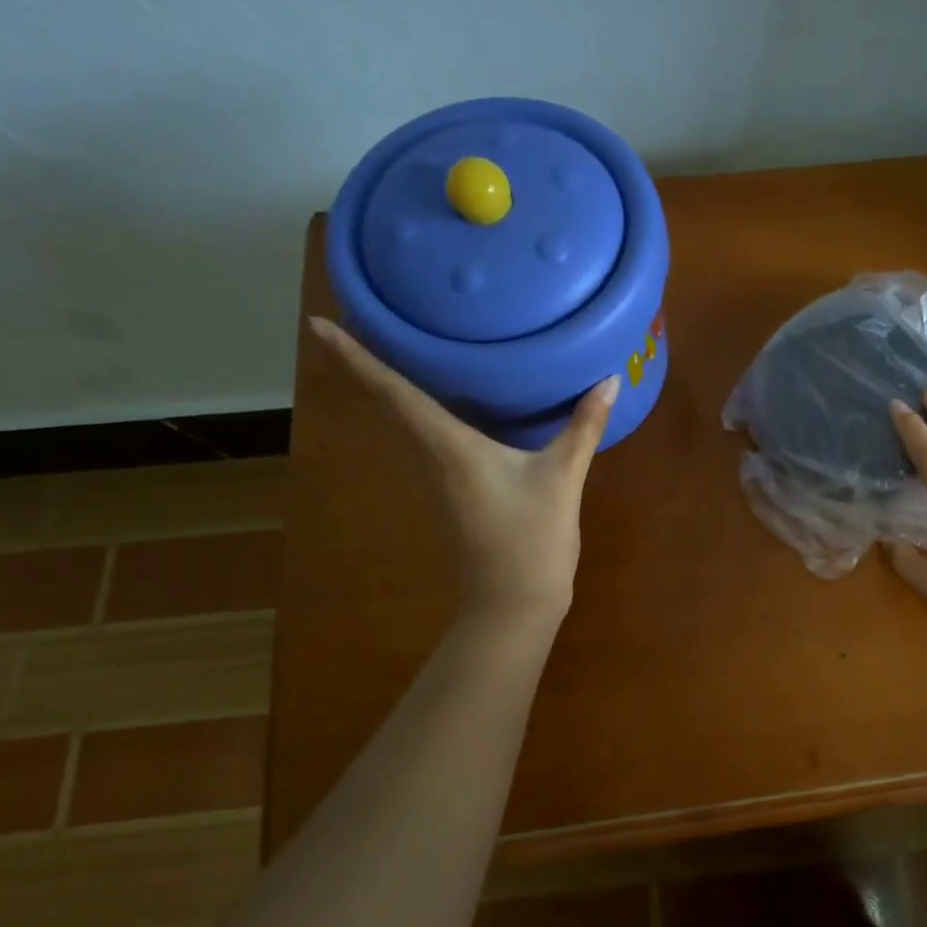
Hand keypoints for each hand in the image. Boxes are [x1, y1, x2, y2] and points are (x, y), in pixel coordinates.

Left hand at [309, 317, 617, 620]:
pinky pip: (435, 437)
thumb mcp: (563, 479)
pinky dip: (430, 409)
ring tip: (399, 345)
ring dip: (396, 386)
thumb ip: (584, 427)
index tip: (317, 326)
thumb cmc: (530, 542)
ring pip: (410, 422)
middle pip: (393, 404)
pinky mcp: (458, 490)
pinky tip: (453, 399)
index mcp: (449, 448)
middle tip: (359, 318)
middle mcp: (434, 458)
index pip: (395, 395)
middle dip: (369, 363)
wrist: (512, 607)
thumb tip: (609, 379)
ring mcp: (442, 478)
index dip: (356, 360)